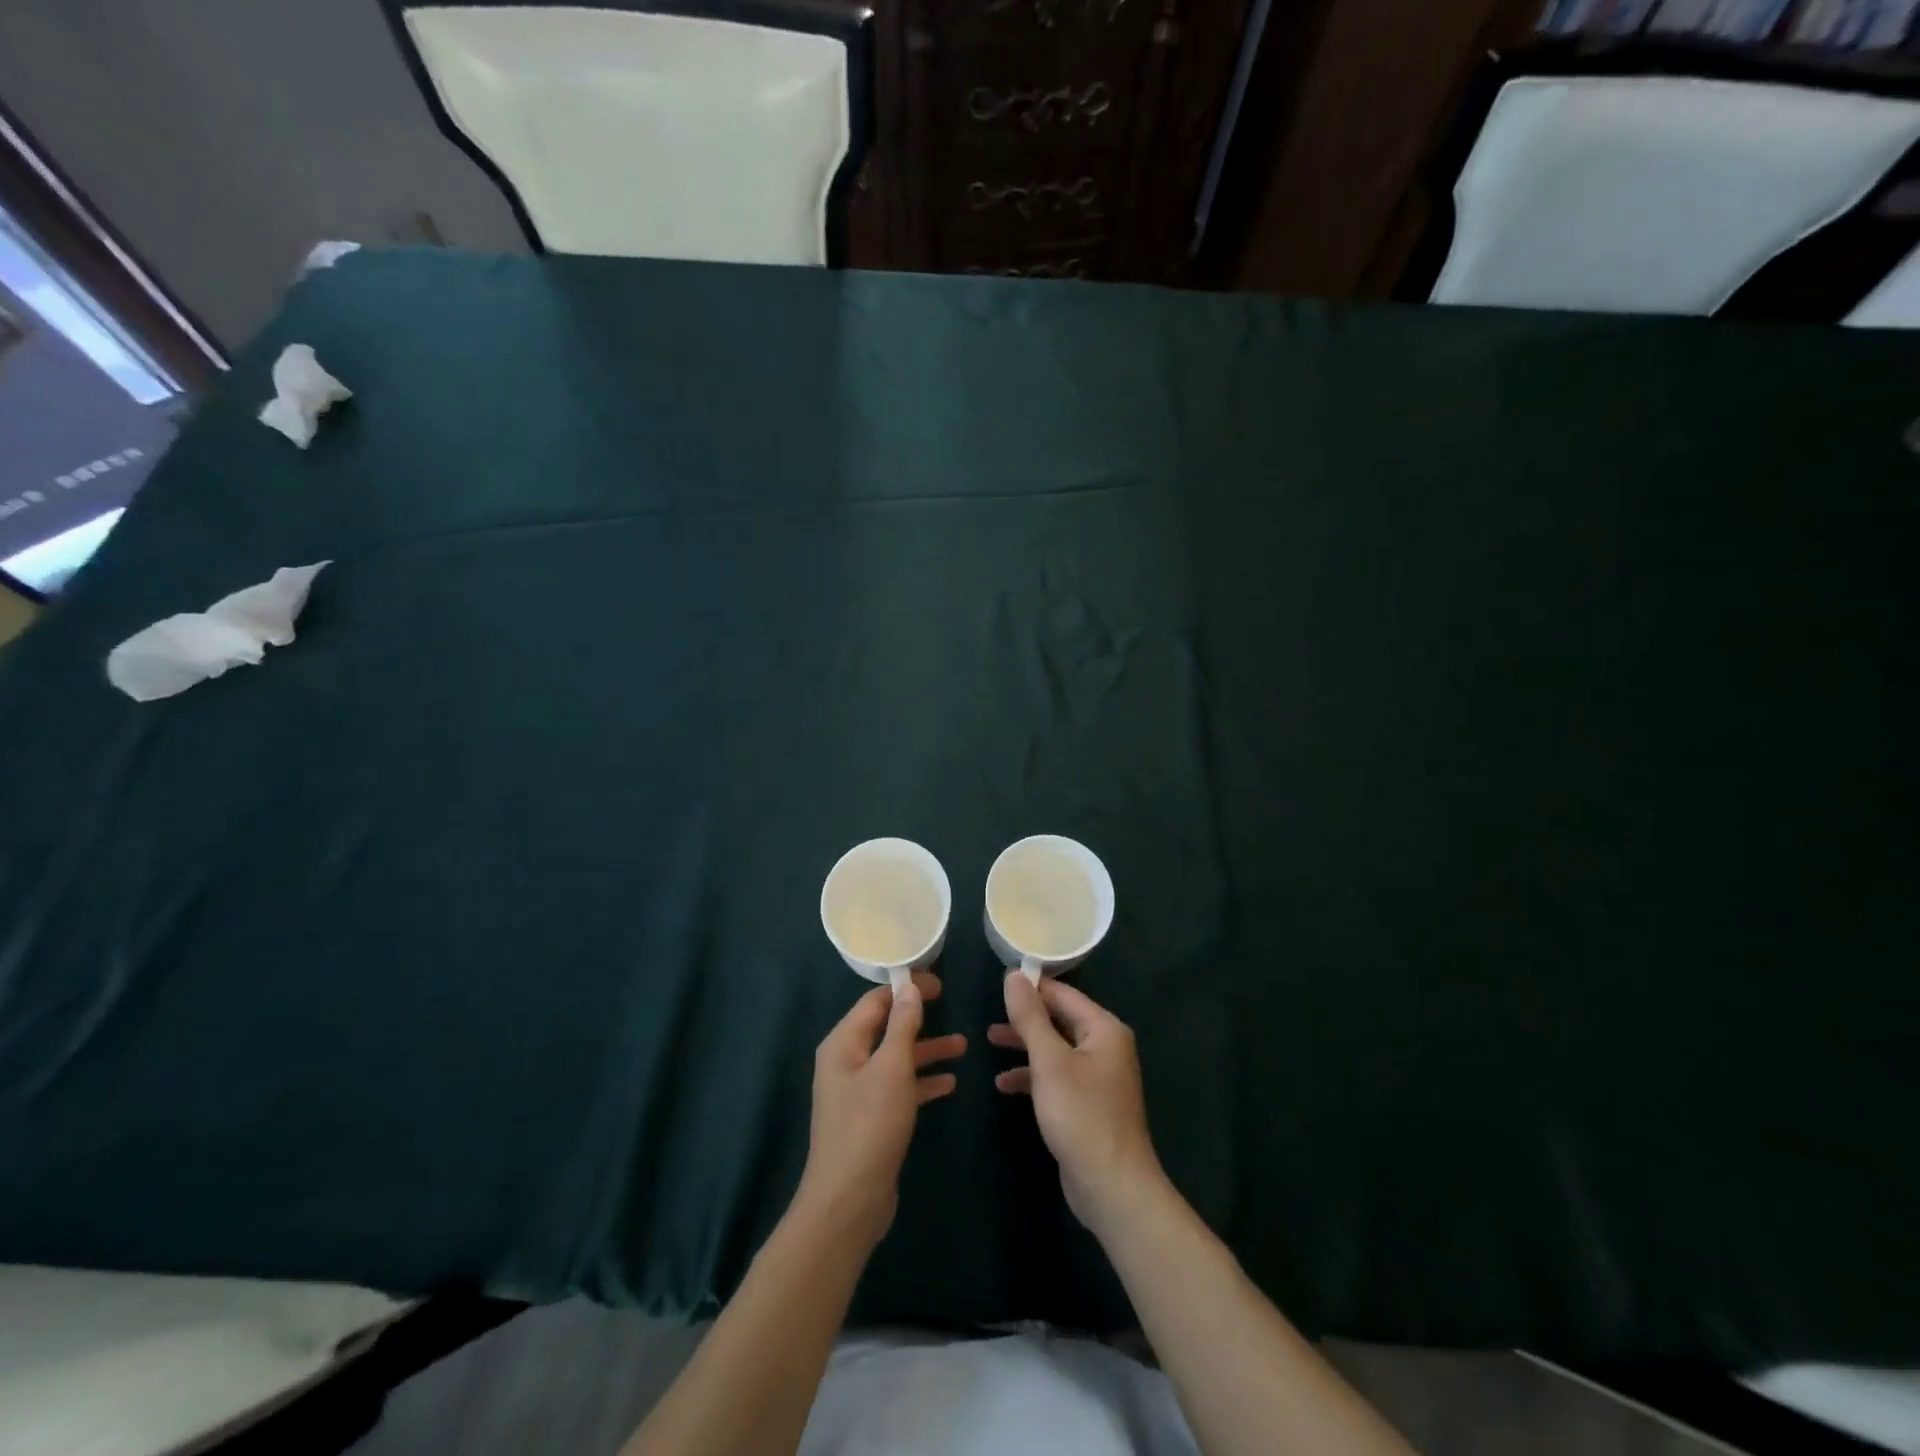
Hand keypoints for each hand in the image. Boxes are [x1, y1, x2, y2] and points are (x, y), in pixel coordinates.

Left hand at [797, 970, 965, 1247]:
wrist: (849, 1201)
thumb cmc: (869, 1126)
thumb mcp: (891, 1068)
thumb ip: (902, 1026)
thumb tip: (909, 989)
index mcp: (843, 1043)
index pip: (875, 1001)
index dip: (906, 988)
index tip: (939, 984)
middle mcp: (847, 1061)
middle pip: (886, 1027)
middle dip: (919, 1018)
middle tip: (951, 1004)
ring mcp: (858, 1091)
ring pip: (897, 1058)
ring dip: (927, 1050)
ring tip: (963, 1046)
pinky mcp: (871, 1117)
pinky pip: (899, 1087)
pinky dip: (922, 1081)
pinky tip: (950, 1083)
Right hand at [989, 972, 1163, 1232]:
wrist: (1111, 1186)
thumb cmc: (1081, 1115)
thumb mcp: (1049, 1061)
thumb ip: (1030, 1017)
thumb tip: (1014, 976)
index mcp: (1104, 1029)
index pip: (1064, 994)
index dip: (1032, 987)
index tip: (999, 983)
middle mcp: (1105, 1046)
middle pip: (1060, 1019)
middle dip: (1025, 1018)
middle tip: (989, 1013)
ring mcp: (1098, 1076)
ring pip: (1055, 1048)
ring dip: (1024, 1045)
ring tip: (988, 1041)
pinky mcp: (1087, 1102)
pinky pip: (1057, 1076)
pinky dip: (1032, 1075)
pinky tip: (1003, 1084)